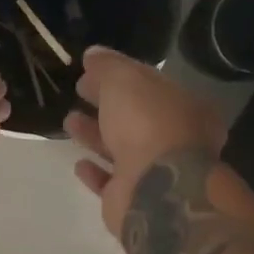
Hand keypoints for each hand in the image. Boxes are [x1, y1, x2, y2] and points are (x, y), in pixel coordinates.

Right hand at [64, 47, 226, 235]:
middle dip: (106, 103)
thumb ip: (108, 66)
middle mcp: (176, 140)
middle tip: (79, 90)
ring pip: (122, 149)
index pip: (150, 84)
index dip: (119, 75)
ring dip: (96, 135)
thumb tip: (93, 54)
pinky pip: (112, 182)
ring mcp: (157, 172)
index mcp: (184, 107)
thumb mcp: (125, 80)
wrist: (156, 190)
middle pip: (135, 116)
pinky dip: (96, 172)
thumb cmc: (147, 124)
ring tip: (69, 121)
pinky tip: (79, 163)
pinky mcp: (135, 199)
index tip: (90, 70)